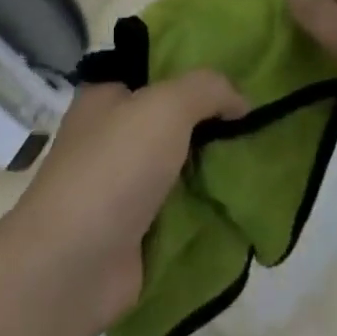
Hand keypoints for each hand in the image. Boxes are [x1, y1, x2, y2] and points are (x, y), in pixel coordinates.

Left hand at [4, 72, 247, 334]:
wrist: (74, 264)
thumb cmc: (114, 167)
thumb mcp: (166, 107)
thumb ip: (207, 90)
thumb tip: (241, 101)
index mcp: (106, 96)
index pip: (154, 70)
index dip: (194, 71)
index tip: (237, 78)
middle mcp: (111, 136)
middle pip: (171, 119)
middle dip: (211, 122)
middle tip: (259, 121)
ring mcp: (122, 186)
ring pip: (179, 165)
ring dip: (213, 167)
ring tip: (262, 158)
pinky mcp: (135, 231)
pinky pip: (180, 209)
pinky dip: (206, 208)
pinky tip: (244, 201)